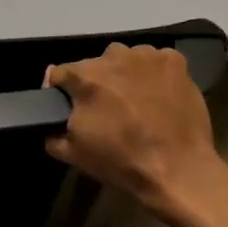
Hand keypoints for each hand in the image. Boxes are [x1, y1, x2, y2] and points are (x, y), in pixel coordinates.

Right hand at [45, 44, 227, 226]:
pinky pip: (154, 61)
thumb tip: (50, 119)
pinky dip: (153, 74)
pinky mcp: (174, 61)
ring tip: (135, 101)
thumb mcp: (71, 153)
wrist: (177, 170)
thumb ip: (51, 131)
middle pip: (94, 65)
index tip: (70, 108)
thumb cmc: (120, 161)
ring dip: (124, 75)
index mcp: (85, 76)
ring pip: (124, 60)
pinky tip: (158, 95)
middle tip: (106, 109)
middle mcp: (113, 56)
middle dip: (95, 83)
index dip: (61, 92)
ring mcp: (146, 56)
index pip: (60, 74)